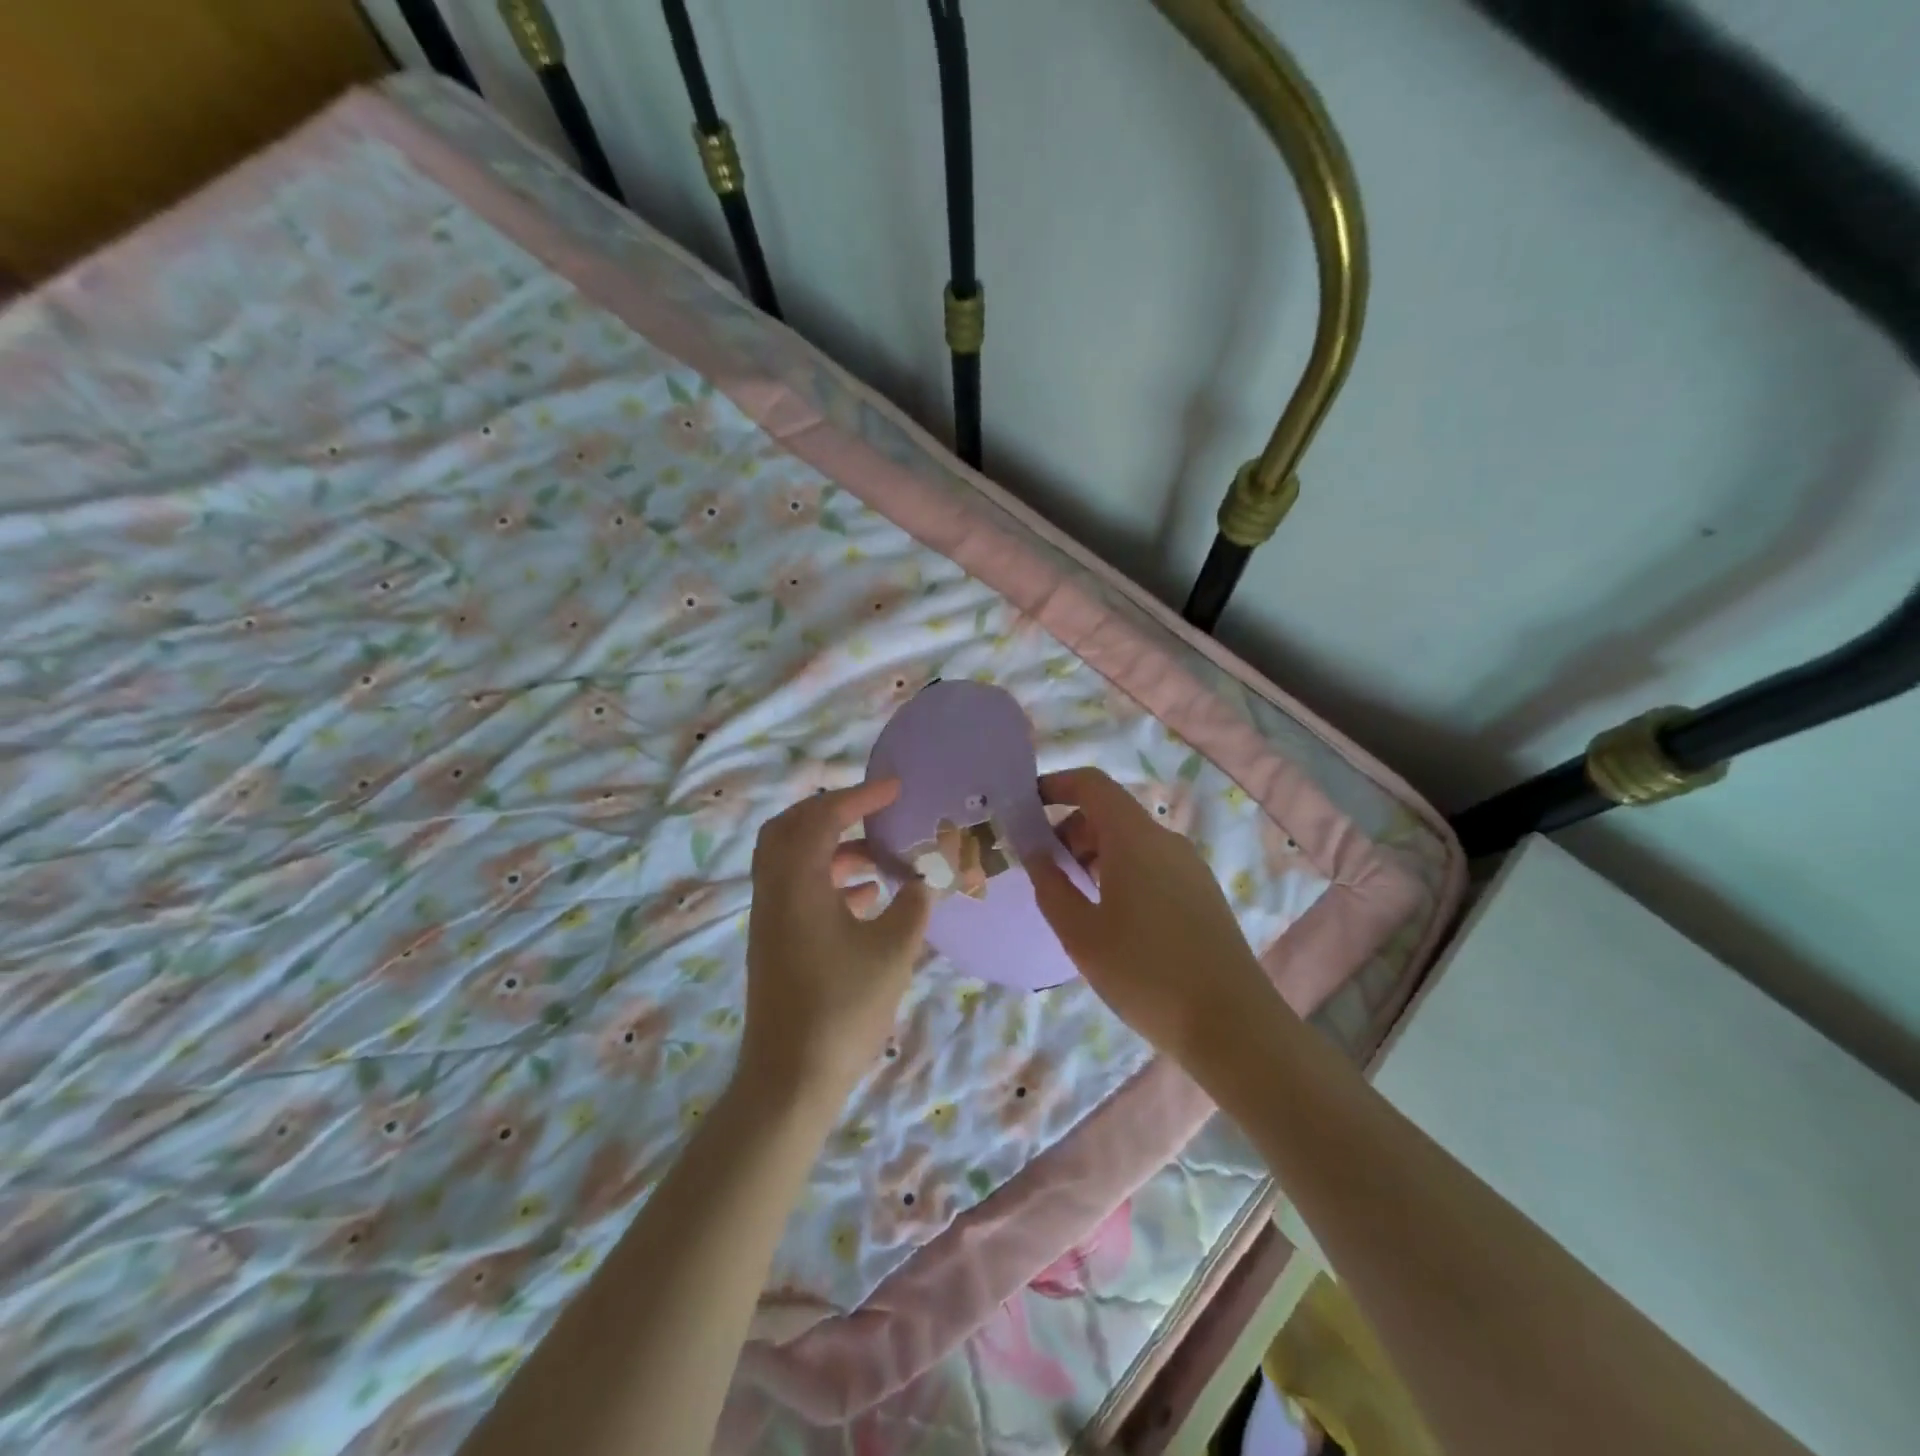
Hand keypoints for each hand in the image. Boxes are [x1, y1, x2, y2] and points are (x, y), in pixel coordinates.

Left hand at [738, 779, 932, 1115]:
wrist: (790, 1077)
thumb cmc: (843, 1008)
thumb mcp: (893, 951)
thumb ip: (913, 906)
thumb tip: (924, 882)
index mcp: (798, 882)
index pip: (823, 817)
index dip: (861, 796)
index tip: (896, 788)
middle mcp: (775, 890)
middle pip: (791, 827)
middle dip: (832, 811)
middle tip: (873, 811)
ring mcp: (770, 917)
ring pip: (792, 859)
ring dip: (832, 847)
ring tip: (879, 857)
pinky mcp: (775, 941)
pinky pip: (797, 888)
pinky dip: (828, 878)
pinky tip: (866, 897)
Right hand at [1028, 766, 1277, 1064]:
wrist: (1233, 1026)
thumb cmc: (1145, 974)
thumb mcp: (1081, 934)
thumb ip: (1050, 884)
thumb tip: (1034, 849)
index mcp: (1135, 839)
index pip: (1092, 784)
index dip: (1055, 786)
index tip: (1025, 809)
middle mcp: (1166, 841)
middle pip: (1109, 813)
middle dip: (1069, 831)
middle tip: (1045, 874)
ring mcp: (1189, 867)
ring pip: (1130, 842)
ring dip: (1093, 856)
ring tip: (1074, 904)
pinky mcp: (1202, 894)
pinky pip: (1151, 865)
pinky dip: (1120, 873)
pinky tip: (1111, 921)